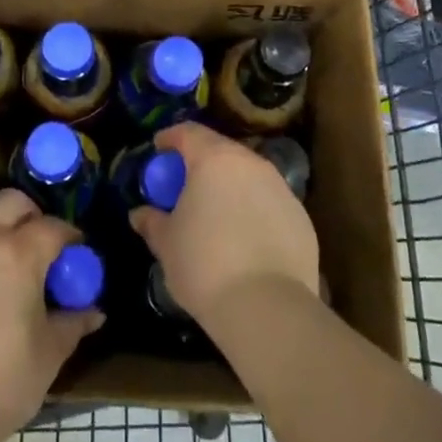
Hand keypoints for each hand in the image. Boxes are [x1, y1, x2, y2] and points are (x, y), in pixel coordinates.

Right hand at [130, 122, 319, 329]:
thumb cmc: (205, 265)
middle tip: (186, 184)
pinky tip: (246, 239)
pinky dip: (254, 211)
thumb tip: (140, 214)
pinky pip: (270, 203)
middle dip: (202, 162)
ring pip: (249, 176)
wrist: (268, 309)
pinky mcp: (302, 218)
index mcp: (215, 160)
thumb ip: (153, 222)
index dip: (171, 138)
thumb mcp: (167, 244)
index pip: (189, 133)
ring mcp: (281, 189)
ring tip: (217, 213)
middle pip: (222, 151)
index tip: (159, 149)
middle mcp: (251, 164)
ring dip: (231, 186)